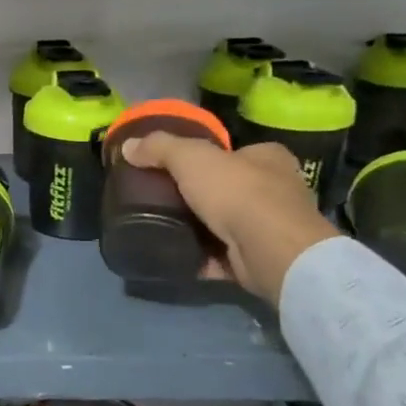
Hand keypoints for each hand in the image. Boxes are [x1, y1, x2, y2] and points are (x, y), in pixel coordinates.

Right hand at [118, 135, 338, 305]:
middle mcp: (278, 189)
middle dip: (201, 196)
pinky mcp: (262, 259)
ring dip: (200, 229)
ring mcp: (272, 228)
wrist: (271, 251)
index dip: (208, 158)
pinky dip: (202, 257)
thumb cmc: (238, 193)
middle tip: (163, 200)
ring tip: (162, 228)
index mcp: (269, 158)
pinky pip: (223, 256)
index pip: (236, 152)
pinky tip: (175, 256)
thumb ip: (159, 148)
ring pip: (227, 223)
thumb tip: (127, 146)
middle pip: (230, 188)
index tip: (176, 169)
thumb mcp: (191, 158)